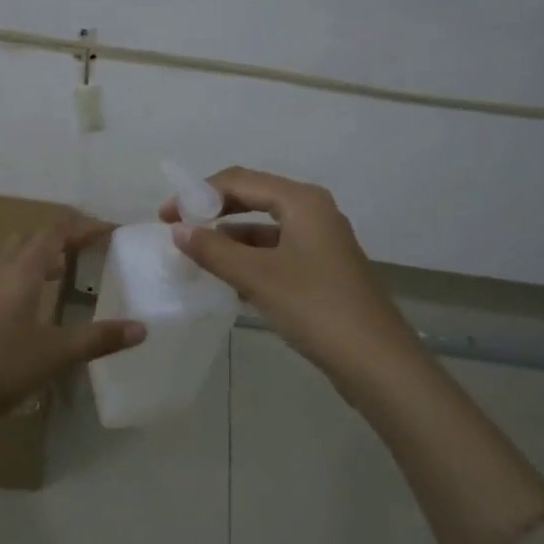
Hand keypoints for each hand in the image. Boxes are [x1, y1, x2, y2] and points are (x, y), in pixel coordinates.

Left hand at [0, 216, 145, 430]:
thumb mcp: (55, 353)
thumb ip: (98, 339)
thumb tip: (142, 328)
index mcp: (23, 271)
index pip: (56, 232)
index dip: (84, 227)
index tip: (112, 231)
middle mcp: (3, 273)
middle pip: (33, 238)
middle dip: (63, 236)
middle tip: (90, 248)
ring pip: (16, 257)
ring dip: (43, 255)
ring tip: (67, 270)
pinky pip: (9, 279)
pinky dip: (30, 277)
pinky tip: (39, 305)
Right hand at [160, 167, 421, 386]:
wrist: (377, 363)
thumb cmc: (316, 308)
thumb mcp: (258, 277)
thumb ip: (214, 251)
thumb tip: (179, 230)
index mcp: (302, 201)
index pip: (240, 180)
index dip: (199, 193)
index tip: (166, 216)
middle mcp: (314, 212)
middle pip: (253, 197)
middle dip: (213, 211)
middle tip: (177, 229)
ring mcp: (321, 241)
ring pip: (265, 228)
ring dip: (230, 237)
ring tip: (196, 254)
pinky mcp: (322, 269)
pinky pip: (277, 251)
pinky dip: (250, 258)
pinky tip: (228, 278)